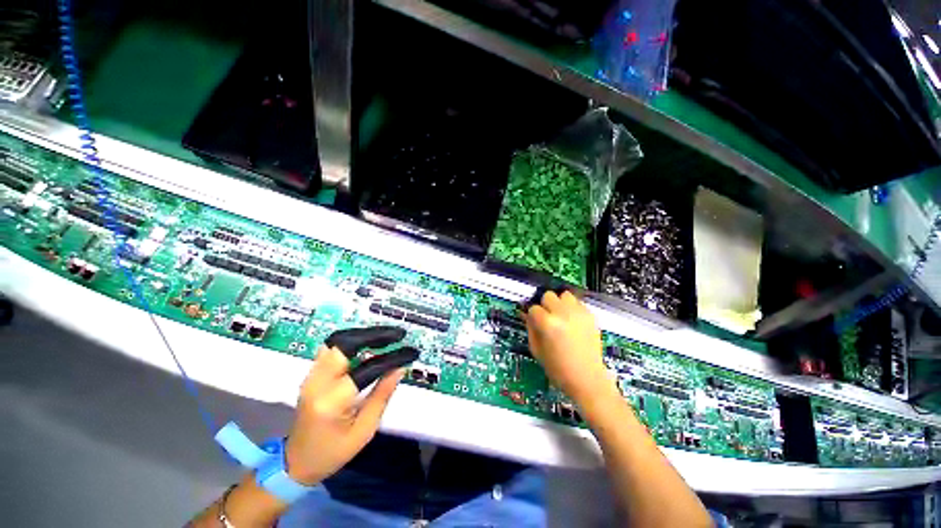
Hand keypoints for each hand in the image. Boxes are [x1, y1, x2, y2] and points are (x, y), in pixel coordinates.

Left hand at [285, 346, 404, 485]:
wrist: (295, 464)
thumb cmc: (333, 453)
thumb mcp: (365, 431)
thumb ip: (382, 395)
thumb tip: (400, 368)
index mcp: (333, 402)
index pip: (368, 368)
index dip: (393, 357)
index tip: (410, 352)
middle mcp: (317, 383)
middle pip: (345, 344)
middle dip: (375, 335)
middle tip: (397, 335)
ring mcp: (311, 377)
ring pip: (337, 341)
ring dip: (364, 335)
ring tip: (386, 338)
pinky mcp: (311, 375)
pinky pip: (331, 348)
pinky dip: (352, 341)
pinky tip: (366, 344)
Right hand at [523, 291, 611, 405]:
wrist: (587, 379)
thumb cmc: (558, 368)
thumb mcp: (536, 350)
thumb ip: (530, 328)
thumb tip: (526, 315)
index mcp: (548, 323)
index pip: (533, 308)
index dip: (532, 316)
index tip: (535, 323)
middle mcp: (563, 314)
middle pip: (548, 296)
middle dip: (545, 306)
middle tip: (548, 319)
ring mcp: (579, 313)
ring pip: (564, 295)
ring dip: (560, 303)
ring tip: (561, 316)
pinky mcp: (590, 316)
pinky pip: (577, 303)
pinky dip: (573, 309)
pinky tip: (573, 322)